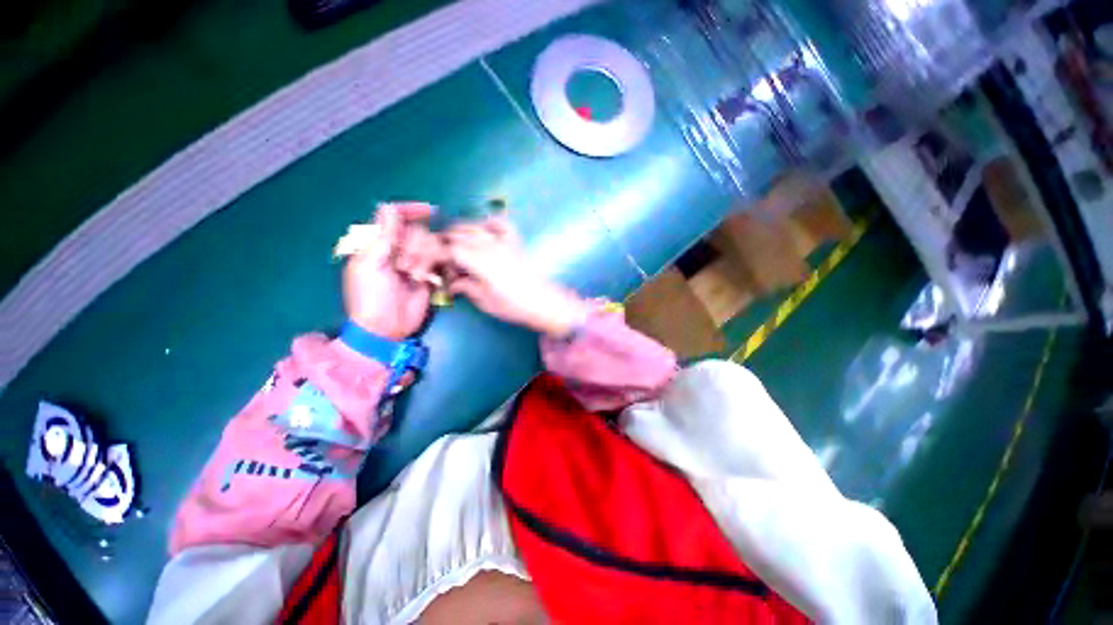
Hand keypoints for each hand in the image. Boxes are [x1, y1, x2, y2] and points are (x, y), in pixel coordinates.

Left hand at [343, 202, 445, 339]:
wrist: (386, 327)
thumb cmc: (371, 297)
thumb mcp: (371, 265)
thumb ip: (382, 236)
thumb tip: (389, 206)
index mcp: (376, 243)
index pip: (394, 216)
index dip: (410, 210)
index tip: (429, 211)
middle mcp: (397, 249)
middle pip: (415, 230)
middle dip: (414, 245)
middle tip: (403, 267)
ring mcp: (414, 262)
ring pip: (430, 244)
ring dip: (425, 258)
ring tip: (416, 277)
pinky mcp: (429, 275)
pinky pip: (439, 260)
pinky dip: (439, 265)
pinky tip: (433, 278)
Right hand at [445, 215, 588, 335]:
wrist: (543, 302)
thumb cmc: (513, 306)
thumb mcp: (484, 301)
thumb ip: (465, 287)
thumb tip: (451, 283)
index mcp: (479, 261)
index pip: (449, 250)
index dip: (435, 256)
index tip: (432, 267)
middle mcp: (489, 245)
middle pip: (458, 235)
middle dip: (444, 244)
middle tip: (442, 261)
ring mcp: (503, 240)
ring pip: (474, 226)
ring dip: (460, 232)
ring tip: (456, 246)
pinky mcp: (515, 241)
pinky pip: (500, 223)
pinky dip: (488, 223)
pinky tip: (484, 230)